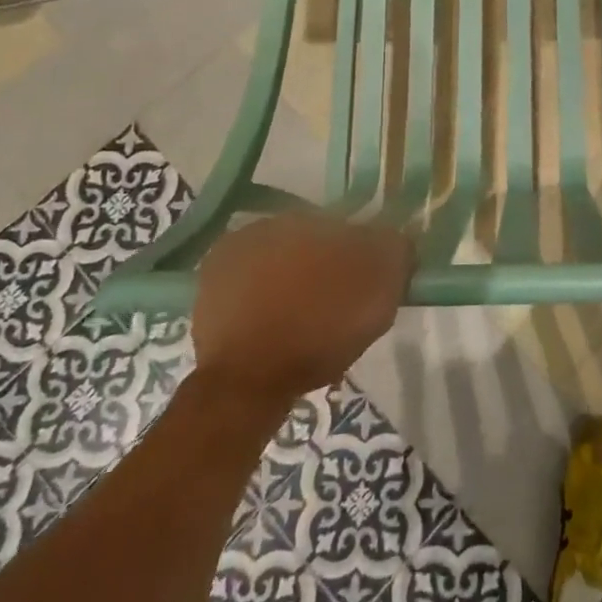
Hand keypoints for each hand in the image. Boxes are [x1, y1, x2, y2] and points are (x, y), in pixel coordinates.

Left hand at [189, 214, 412, 415]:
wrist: (248, 383)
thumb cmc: (320, 329)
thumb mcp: (380, 290)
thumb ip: (395, 251)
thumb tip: (396, 237)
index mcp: (307, 218)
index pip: (345, 227)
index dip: (360, 255)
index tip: (367, 285)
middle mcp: (264, 225)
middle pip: (308, 243)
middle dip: (322, 266)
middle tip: (337, 305)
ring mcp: (227, 257)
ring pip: (276, 264)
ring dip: (291, 282)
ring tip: (304, 323)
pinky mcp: (205, 291)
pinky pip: (247, 288)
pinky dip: (261, 302)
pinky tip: (274, 328)